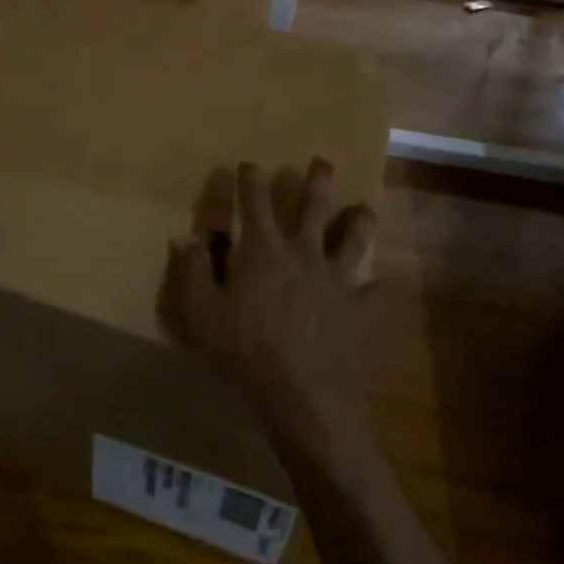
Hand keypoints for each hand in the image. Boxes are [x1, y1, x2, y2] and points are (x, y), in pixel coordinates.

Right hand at [158, 159, 378, 465]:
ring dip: (359, 220)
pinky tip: (375, 285)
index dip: (250, 179)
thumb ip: (193, 272)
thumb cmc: (247, 354)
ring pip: (355, 238)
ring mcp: (338, 280)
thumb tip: (188, 237)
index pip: (255, 201)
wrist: (307, 401)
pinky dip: (373, 286)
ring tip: (363, 209)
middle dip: (317, 179)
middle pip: (315, 205)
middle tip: (321, 162)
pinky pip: (373, 292)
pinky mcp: (362, 311)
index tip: (248, 164)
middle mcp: (305, 253)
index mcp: (264, 250)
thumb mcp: (202, 315)